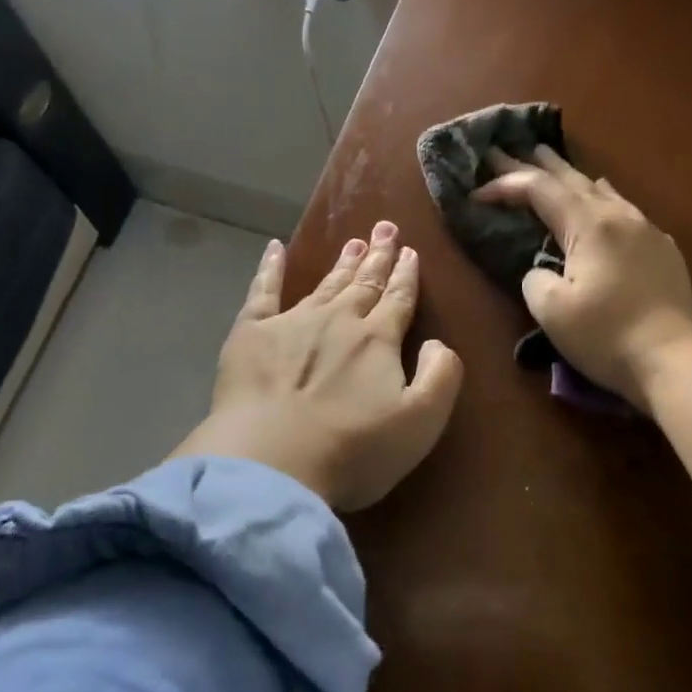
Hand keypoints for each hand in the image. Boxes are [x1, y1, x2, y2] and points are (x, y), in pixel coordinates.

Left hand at [172, 223, 463, 510]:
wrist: (272, 462)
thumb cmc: (353, 449)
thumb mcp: (421, 421)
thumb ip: (441, 376)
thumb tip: (437, 342)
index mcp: (378, 339)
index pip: (398, 299)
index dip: (407, 276)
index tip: (411, 253)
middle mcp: (338, 320)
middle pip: (364, 283)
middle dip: (378, 256)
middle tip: (385, 228)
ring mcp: (291, 323)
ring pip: (325, 284)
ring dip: (342, 263)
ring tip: (353, 240)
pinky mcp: (250, 334)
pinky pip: (262, 291)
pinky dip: (269, 268)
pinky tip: (275, 248)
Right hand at [474, 146, 691, 410]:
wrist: (675, 360)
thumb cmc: (607, 336)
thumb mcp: (552, 311)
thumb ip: (535, 279)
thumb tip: (543, 269)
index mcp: (590, 225)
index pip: (539, 190)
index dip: (505, 185)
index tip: (476, 192)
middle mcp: (620, 216)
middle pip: (572, 179)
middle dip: (535, 164)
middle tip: (506, 150)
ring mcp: (647, 231)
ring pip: (603, 190)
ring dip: (571, 176)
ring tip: (552, 164)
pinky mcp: (663, 251)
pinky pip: (625, 210)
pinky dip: (601, 199)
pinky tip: (603, 200)